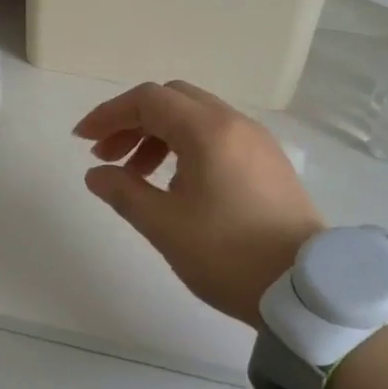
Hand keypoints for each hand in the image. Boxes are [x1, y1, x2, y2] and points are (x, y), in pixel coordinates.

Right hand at [74, 81, 323, 327]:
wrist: (304, 289)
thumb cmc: (228, 255)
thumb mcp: (165, 226)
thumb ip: (124, 192)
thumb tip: (96, 174)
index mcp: (208, 131)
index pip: (148, 99)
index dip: (109, 113)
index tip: (82, 140)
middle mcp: (234, 123)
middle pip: (172, 100)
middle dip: (132, 122)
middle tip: (107, 156)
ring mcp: (256, 141)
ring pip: (196, 118)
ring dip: (158, 135)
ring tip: (136, 175)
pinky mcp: (268, 162)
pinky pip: (218, 136)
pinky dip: (186, 146)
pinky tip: (175, 184)